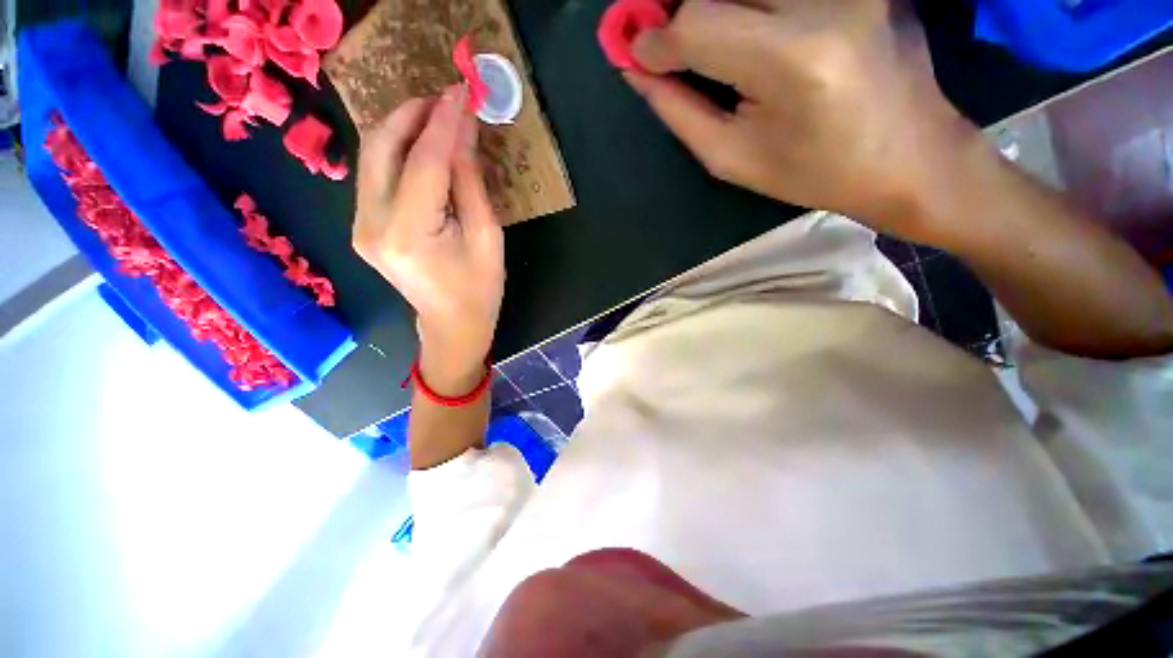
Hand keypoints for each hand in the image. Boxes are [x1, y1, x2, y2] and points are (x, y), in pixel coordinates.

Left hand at [353, 86, 503, 392]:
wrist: (451, 323)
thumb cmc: (480, 289)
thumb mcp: (487, 237)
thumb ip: (471, 182)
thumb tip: (464, 132)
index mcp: (409, 234)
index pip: (424, 161)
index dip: (444, 122)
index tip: (462, 90)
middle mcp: (371, 224)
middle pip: (380, 147)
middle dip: (412, 113)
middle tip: (445, 97)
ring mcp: (359, 225)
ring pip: (372, 156)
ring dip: (402, 128)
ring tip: (436, 115)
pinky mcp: (362, 225)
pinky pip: (375, 174)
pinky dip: (397, 151)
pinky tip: (421, 145)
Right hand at [626, 0, 980, 242]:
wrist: (910, 157)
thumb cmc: (814, 174)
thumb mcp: (733, 159)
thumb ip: (679, 112)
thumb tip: (639, 70)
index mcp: (790, 60)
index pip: (699, 23)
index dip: (656, 37)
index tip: (634, 53)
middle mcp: (823, 1)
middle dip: (678, 10)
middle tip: (660, 38)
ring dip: (713, 8)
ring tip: (698, 38)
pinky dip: (747, 5)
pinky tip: (742, 29)